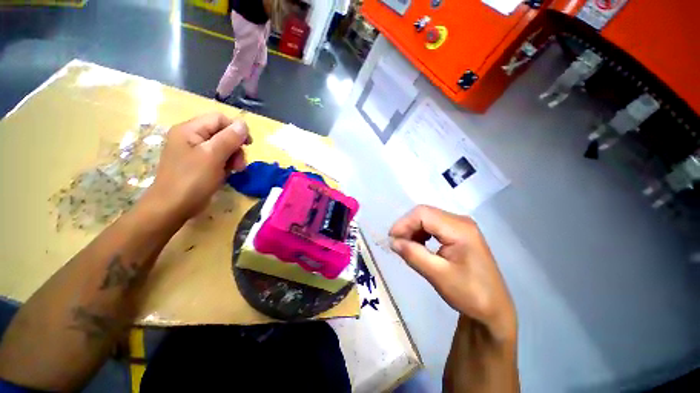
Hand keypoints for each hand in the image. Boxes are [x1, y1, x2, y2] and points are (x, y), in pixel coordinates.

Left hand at [142, 113, 251, 221]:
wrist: (172, 207)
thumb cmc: (192, 180)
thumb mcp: (213, 156)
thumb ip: (229, 138)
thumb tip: (243, 124)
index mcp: (190, 130)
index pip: (219, 119)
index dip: (236, 129)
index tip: (248, 145)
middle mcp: (191, 137)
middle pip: (222, 133)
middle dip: (235, 147)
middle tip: (240, 164)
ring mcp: (194, 152)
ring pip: (223, 147)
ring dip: (233, 157)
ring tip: (236, 171)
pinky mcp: (198, 164)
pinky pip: (218, 158)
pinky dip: (226, 165)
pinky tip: (227, 174)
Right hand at [389, 205, 516, 343]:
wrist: (494, 309)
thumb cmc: (470, 294)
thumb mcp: (438, 275)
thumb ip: (413, 255)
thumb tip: (392, 241)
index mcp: (459, 229)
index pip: (423, 214)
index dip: (404, 223)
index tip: (391, 239)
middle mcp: (460, 221)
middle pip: (425, 213)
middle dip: (407, 226)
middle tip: (397, 244)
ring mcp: (461, 226)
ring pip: (427, 218)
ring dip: (413, 230)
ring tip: (406, 246)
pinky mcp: (458, 233)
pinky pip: (433, 225)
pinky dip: (421, 233)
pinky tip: (418, 245)